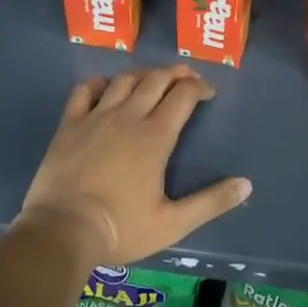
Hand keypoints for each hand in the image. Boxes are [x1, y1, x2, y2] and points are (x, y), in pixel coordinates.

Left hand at [18, 66, 250, 266]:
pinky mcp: (69, 124)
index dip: (199, 87)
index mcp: (156, 137)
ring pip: (124, 80)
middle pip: (156, 79)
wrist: (61, 232)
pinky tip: (106, 88)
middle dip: (176, 74)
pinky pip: (84, 90)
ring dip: (143, 74)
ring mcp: (96, 117)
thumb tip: (246, 184)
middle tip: (187, 79)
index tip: (208, 93)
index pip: (183, 95)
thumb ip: (211, 202)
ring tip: (152, 80)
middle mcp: (128, 117)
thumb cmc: (121, 229)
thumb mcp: (173, 224)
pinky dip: (99, 83)